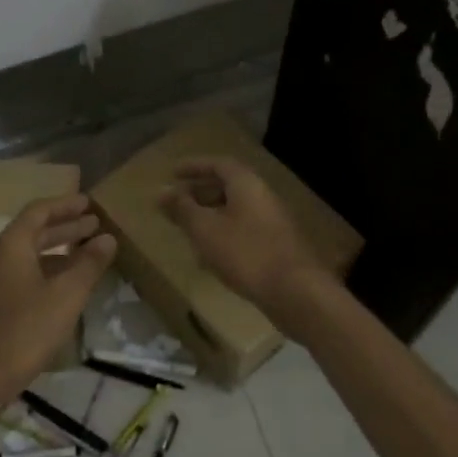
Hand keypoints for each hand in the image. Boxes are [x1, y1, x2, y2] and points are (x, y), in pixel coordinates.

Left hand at [0, 194, 115, 414]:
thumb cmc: (21, 333)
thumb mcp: (64, 298)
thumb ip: (88, 265)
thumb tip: (107, 238)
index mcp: (9, 245)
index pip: (39, 211)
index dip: (66, 205)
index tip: (90, 203)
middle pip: (30, 233)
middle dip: (64, 229)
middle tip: (94, 227)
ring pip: (22, 257)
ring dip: (53, 253)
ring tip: (83, 258)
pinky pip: (14, 276)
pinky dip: (39, 273)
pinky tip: (56, 291)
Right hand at [160, 158, 326, 312]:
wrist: (295, 292)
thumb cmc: (245, 253)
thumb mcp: (205, 229)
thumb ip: (182, 208)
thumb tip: (162, 191)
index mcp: (247, 184)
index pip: (218, 164)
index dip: (194, 166)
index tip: (173, 173)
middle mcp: (262, 197)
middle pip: (228, 187)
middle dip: (200, 193)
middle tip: (176, 203)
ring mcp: (272, 222)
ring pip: (235, 211)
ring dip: (210, 216)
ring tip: (188, 230)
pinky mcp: (276, 247)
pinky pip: (244, 231)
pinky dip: (223, 235)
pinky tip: (210, 258)